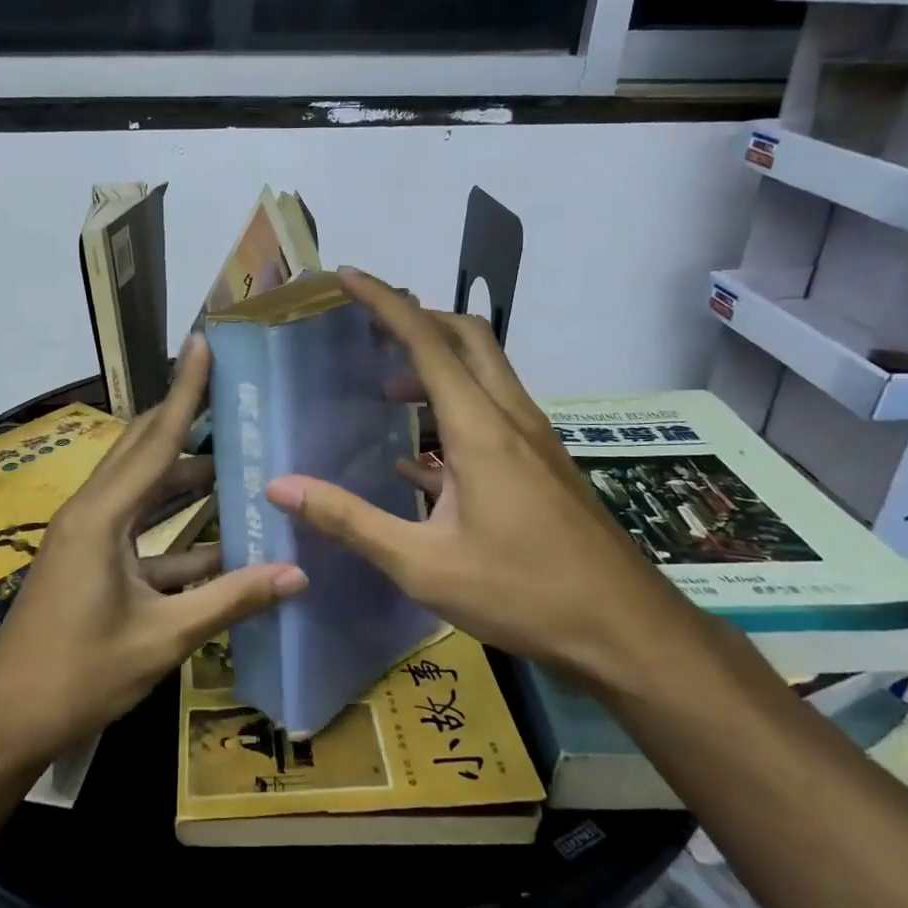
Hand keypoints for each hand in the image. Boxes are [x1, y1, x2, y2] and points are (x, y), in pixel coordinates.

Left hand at [0, 337, 307, 765]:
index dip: (184, 391)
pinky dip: (177, 534)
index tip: (203, 344)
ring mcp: (87, 539)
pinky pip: (140, 532)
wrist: (5, 723)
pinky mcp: (89, 564)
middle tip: (231, 393)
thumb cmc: (78, 676)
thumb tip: (297, 573)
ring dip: (187, 480)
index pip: (156, 439)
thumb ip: (230, 601)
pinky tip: (222, 543)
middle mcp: (91, 513)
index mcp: (102, 517)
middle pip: (144, 451)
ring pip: (144, 492)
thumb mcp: (162, 639)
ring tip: (239, 462)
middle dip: (185, 420)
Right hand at [265, 268, 694, 688]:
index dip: (385, 303)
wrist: (627, 631)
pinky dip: (453, 410)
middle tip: (368, 329)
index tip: (347, 276)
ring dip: (435, 364)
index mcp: (480, 429)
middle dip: (416, 319)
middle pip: (467, 338)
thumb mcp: (422, 564)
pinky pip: (492, 414)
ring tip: (386, 391)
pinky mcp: (542, 466)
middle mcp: (511, 419)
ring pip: (484, 373)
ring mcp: (534, 441)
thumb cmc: (523, 593)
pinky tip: (420, 458)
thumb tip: (280, 486)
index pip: (427, 342)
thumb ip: (349, 520)